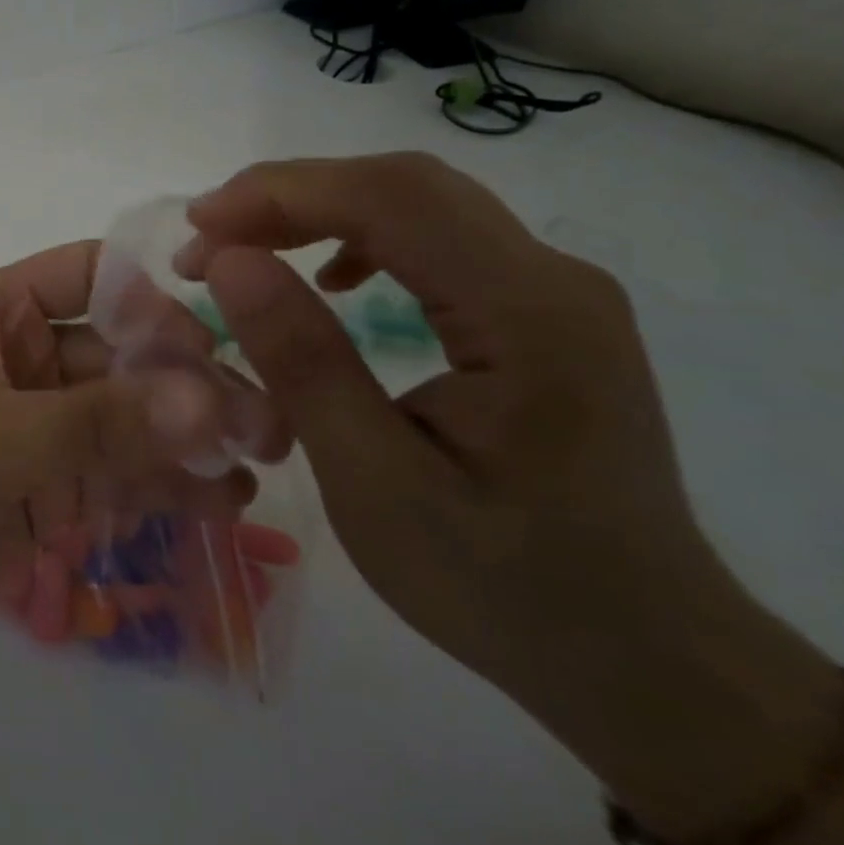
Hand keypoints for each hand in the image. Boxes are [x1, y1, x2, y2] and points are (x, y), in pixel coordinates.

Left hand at [0, 242, 253, 654]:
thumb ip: (98, 423)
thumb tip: (209, 399)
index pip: (92, 275)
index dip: (156, 292)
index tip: (233, 328)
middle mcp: (27, 360)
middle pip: (125, 353)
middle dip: (190, 383)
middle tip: (266, 424)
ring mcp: (40, 426)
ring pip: (130, 418)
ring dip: (188, 437)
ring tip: (260, 464)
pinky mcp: (47, 488)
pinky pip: (116, 474)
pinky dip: (163, 484)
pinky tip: (219, 502)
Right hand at [180, 153, 842, 836]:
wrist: (644, 658)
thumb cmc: (503, 586)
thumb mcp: (376, 484)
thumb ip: (303, 362)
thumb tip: (229, 260)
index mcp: (530, 315)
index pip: (392, 199)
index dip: (281, 194)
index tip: (198, 225)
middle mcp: (554, 278)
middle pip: (406, 186)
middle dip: (291, 196)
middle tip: (208, 238)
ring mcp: (555, 290)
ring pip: (419, 204)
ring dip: (319, 213)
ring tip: (247, 253)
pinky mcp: (541, 312)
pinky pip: (438, 239)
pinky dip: (362, 238)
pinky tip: (328, 279)